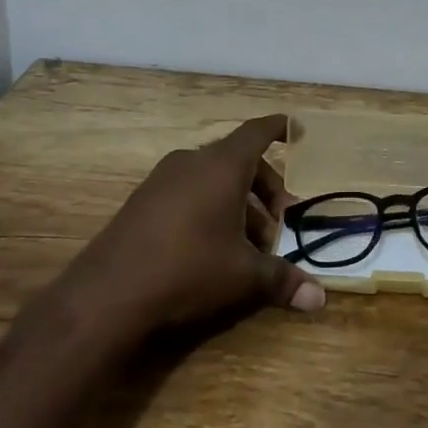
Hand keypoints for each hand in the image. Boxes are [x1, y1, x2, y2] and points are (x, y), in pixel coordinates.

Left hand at [59, 115, 324, 337]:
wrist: (107, 294)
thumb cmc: (188, 269)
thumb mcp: (242, 276)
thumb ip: (282, 280)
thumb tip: (320, 298)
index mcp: (223, 165)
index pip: (258, 132)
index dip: (280, 129)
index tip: (298, 130)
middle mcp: (192, 161)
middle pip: (239, 160)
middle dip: (265, 188)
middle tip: (278, 224)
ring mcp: (163, 179)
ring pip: (213, 178)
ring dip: (238, 204)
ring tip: (248, 245)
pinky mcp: (142, 201)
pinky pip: (189, 191)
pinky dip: (210, 208)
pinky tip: (212, 248)